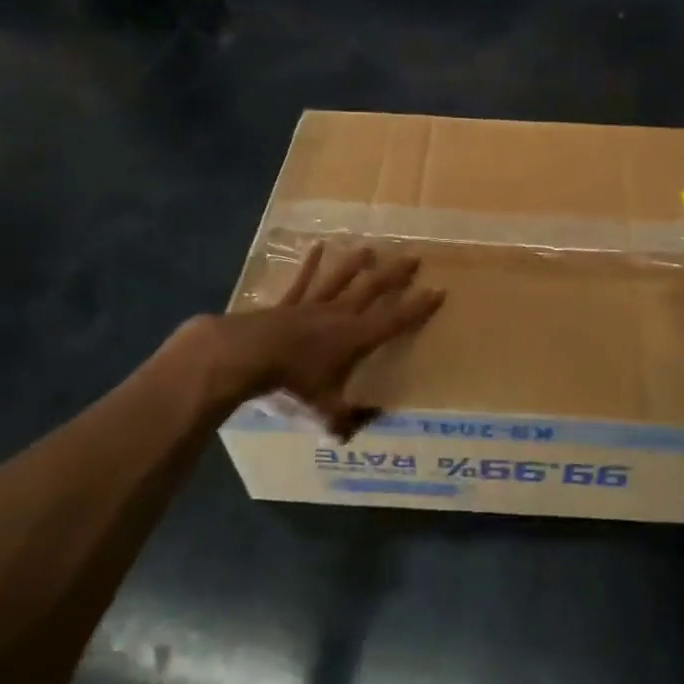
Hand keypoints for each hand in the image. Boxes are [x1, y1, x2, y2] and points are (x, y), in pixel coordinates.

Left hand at [143, 244, 443, 436]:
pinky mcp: (285, 305)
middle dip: (394, 275)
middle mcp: (338, 316)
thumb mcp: (321, 411)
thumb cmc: (290, 383)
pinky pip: (302, 282)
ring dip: (355, 265)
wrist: (244, 356)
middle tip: (413, 258)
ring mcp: (311, 306)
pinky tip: (317, 247)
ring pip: (340, 280)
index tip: (438, 290)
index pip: (394, 321)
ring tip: (370, 249)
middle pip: (372, 291)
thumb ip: (341, 421)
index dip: (418, 308)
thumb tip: (353, 436)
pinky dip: (310, 265)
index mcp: (355, 339)